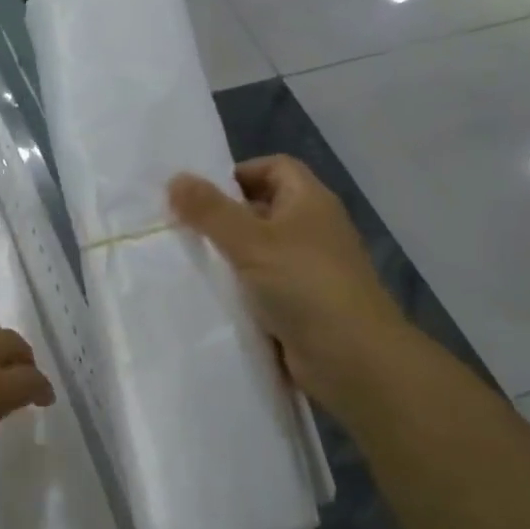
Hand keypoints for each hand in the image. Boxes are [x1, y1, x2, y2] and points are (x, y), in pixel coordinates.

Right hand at [168, 155, 408, 413]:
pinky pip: (262, 284)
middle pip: (263, 208)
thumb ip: (210, 210)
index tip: (200, 194)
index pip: (274, 167)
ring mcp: (308, 269)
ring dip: (227, 255)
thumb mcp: (250, 241)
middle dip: (223, 215)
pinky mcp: (301, 304)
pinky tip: (208, 294)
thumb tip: (175, 178)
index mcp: (310, 201)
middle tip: (182, 226)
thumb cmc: (305, 286)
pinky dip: (239, 287)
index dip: (238, 173)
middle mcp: (312, 229)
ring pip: (259, 249)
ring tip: (187, 259)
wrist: (354, 361)